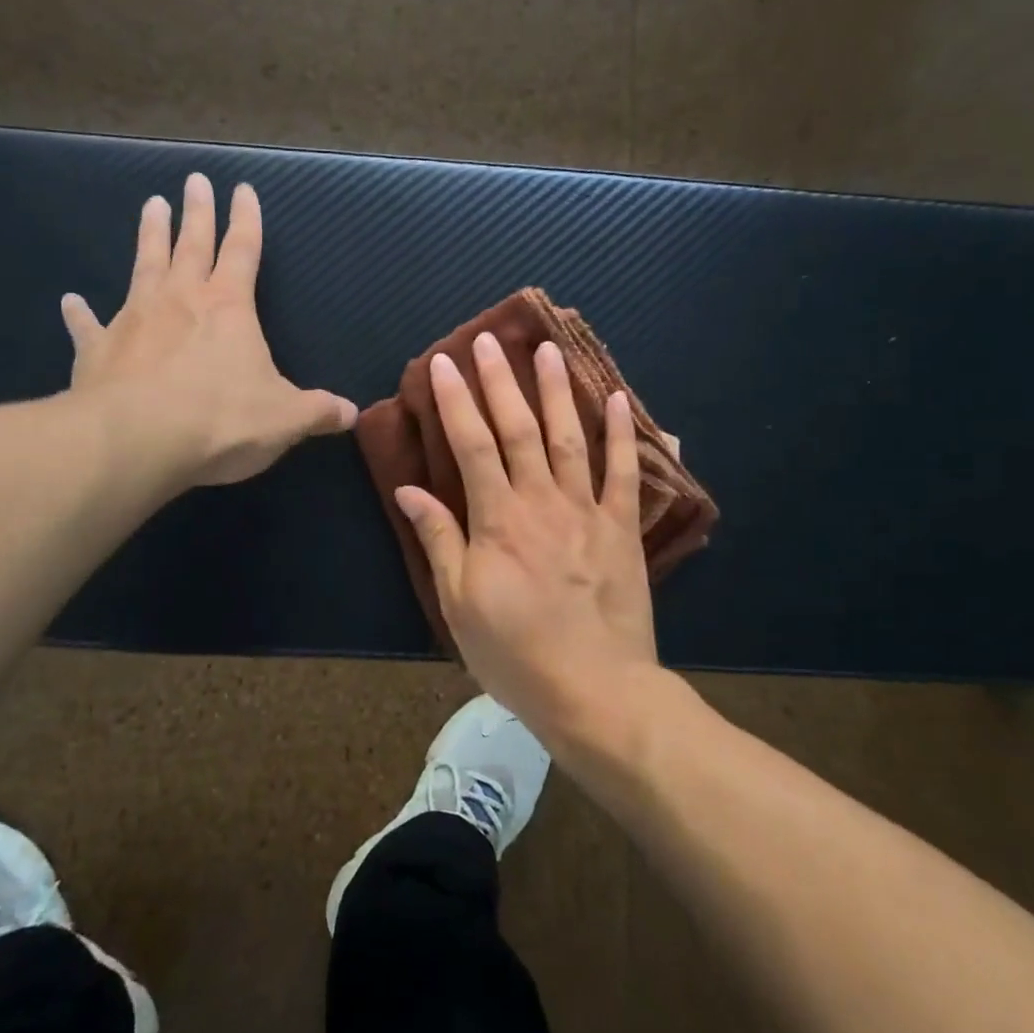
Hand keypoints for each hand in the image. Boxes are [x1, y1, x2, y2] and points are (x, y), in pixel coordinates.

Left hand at [62, 173, 356, 489]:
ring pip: (143, 266)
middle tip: (194, 180)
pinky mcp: (98, 350)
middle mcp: (181, 300)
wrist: (138, 441)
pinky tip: (70, 300)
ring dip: (149, 236)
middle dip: (197, 212)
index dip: (246, 220)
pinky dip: (79, 314)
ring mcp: (134, 320)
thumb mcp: (284, 420)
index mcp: (229, 308)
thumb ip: (317, 412)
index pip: (243, 251)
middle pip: (191, 245)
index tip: (242, 188)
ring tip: (150, 206)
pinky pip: (88, 326)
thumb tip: (351, 413)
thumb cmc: (221, 421)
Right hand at [393, 332, 659, 738]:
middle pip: (518, 429)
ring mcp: (587, 511)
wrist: (595, 691)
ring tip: (548, 350)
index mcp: (497, 519)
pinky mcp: (622, 529)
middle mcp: (541, 502)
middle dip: (499, 381)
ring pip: (569, 438)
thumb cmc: (515, 653)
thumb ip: (438, 539)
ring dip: (557, 391)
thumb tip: (408, 489)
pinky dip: (624, 434)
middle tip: (488, 340)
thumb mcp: (459, 603)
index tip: (441, 364)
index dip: (454, 401)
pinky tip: (620, 399)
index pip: (471, 445)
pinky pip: (625, 473)